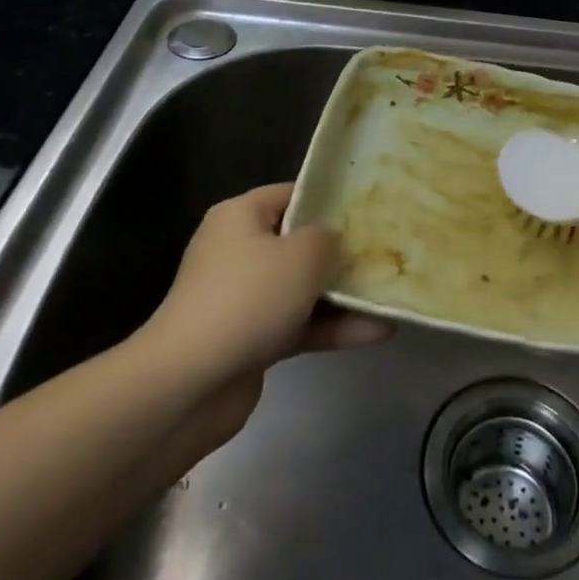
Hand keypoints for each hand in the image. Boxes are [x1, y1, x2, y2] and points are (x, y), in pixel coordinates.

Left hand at [136, 184, 389, 417]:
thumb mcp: (302, 256)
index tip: (370, 210)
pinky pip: (299, 324)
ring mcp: (244, 298)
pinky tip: (376, 332)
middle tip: (387, 253)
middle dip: (343, 252)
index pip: (292, 194)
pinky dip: (332, 328)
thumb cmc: (248, 299)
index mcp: (241, 217)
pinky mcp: (251, 340)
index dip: (331, 199)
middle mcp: (239, 251)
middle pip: (300, 243)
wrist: (188, 385)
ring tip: (390, 298)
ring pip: (303, 288)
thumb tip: (335, 242)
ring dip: (345, 296)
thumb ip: (329, 239)